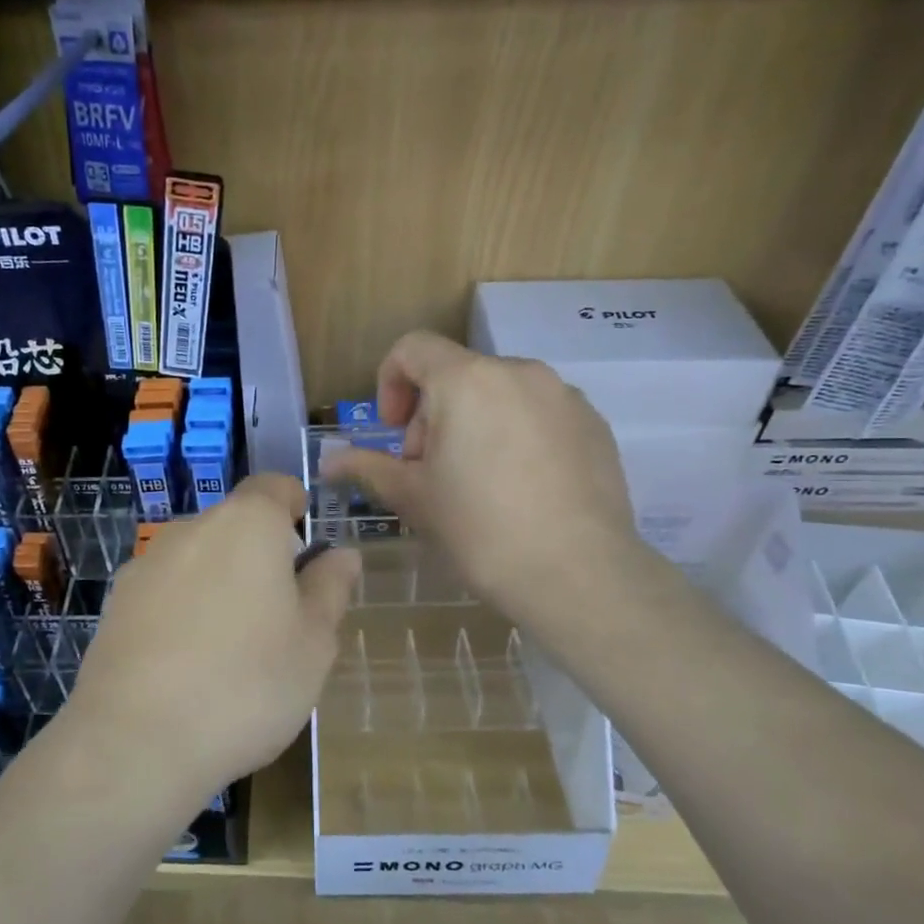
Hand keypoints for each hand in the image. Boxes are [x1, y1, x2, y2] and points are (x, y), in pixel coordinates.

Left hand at [64, 474, 360, 806]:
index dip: (296, 507)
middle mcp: (190, 530)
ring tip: (232, 651)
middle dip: (260, 557)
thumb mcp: (313, 643)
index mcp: (246, 525)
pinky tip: (187, 666)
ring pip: (198, 560)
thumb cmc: (247, 685)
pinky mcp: (115, 604)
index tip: (308, 551)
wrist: (135, 741)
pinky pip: (164, 592)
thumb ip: (330, 588)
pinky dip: (183, 612)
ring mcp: (145, 566)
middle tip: (281, 618)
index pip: (275, 486)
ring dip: (220, 586)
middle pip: (235, 526)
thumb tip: (341, 554)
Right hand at [323, 331, 646, 633]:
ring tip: (478, 484)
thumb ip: (367, 467)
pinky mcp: (595, 425)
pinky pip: (539, 415)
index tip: (394, 432)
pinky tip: (521, 490)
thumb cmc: (480, 530)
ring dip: (475, 425)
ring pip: (500, 395)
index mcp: (467, 381)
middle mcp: (519, 372)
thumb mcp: (413, 498)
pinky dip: (517, 436)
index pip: (413, 348)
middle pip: (458, 375)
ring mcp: (564, 397)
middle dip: (433, 415)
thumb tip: (328, 462)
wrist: (578, 574)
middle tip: (431, 472)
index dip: (390, 382)